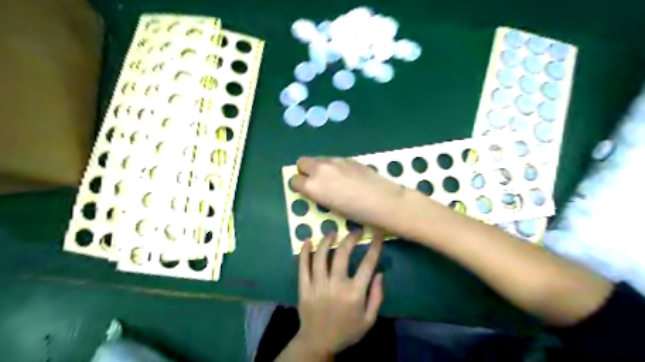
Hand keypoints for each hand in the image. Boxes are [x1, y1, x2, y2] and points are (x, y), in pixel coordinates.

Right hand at [292, 157, 404, 229]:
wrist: (382, 201)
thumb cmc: (356, 213)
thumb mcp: (331, 208)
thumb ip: (319, 195)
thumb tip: (316, 189)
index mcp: (312, 186)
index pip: (294, 180)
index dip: (298, 186)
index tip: (305, 190)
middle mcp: (320, 170)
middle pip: (302, 162)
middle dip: (304, 170)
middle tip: (315, 181)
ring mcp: (335, 161)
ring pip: (318, 159)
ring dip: (319, 167)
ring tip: (332, 178)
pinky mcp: (348, 158)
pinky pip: (334, 159)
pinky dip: (334, 166)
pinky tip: (346, 176)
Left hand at [297, 231, 381, 354]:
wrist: (318, 343)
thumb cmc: (347, 331)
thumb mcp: (369, 319)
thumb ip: (377, 296)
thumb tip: (380, 273)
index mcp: (354, 293)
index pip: (367, 264)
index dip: (374, 246)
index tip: (376, 233)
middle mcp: (336, 285)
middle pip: (342, 254)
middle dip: (350, 238)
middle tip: (354, 231)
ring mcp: (318, 285)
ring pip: (321, 256)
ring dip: (327, 241)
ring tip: (333, 233)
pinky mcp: (304, 287)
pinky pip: (302, 266)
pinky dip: (304, 252)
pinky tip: (307, 241)